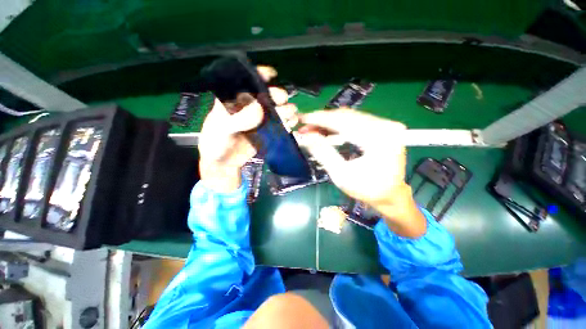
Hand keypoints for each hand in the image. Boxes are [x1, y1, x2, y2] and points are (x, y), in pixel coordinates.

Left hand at [198, 66, 298, 191]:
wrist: (224, 163)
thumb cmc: (216, 143)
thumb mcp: (221, 128)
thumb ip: (236, 119)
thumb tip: (259, 108)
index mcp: (235, 100)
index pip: (248, 82)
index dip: (260, 75)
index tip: (271, 74)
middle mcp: (251, 107)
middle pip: (269, 96)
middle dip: (278, 95)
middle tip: (281, 100)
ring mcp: (261, 121)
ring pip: (279, 110)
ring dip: (287, 110)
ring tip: (289, 115)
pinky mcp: (268, 133)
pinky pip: (282, 125)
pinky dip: (289, 124)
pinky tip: (290, 125)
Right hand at [297, 108, 425, 237]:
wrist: (390, 194)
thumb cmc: (367, 189)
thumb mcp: (341, 175)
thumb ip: (323, 153)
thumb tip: (307, 136)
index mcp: (379, 139)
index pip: (344, 121)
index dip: (320, 119)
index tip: (303, 119)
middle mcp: (386, 126)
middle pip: (346, 116)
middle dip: (322, 121)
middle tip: (305, 127)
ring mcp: (385, 125)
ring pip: (349, 117)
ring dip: (329, 123)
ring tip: (313, 130)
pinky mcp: (382, 128)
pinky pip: (355, 122)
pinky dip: (338, 126)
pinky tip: (326, 131)